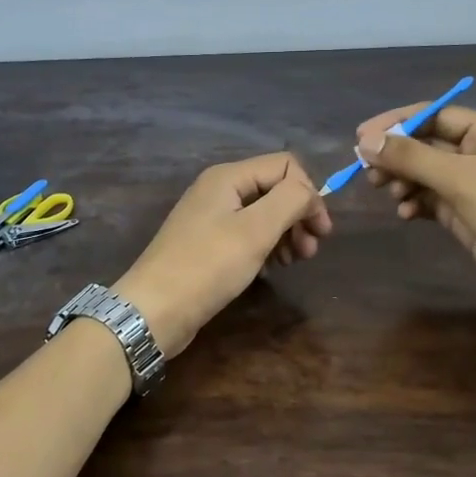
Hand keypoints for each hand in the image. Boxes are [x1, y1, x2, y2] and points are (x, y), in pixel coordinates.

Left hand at [114, 152, 330, 357]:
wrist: (154, 310)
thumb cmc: (208, 266)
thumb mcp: (256, 230)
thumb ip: (291, 201)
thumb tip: (310, 192)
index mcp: (229, 177)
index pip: (286, 166)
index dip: (309, 194)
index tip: (320, 232)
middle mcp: (219, 189)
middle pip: (274, 189)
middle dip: (299, 216)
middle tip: (310, 252)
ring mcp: (211, 217)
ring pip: (263, 213)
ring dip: (286, 233)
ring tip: (295, 262)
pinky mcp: (207, 244)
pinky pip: (247, 234)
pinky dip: (266, 246)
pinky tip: (272, 268)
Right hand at [356, 104, 475, 307]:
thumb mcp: (460, 179)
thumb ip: (411, 158)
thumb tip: (366, 141)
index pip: (435, 115)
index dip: (397, 123)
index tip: (361, 137)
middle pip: (428, 144)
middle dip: (398, 155)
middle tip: (367, 170)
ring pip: (428, 174)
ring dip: (404, 180)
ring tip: (387, 191)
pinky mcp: (469, 215)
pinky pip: (434, 200)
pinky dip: (416, 203)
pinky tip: (405, 213)